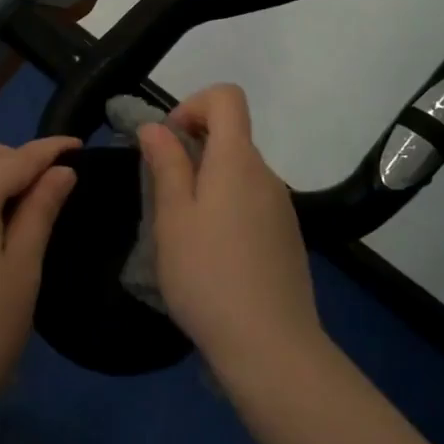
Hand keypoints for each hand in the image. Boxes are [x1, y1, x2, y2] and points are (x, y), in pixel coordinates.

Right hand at [138, 85, 322, 378]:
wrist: (270, 346)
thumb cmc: (208, 275)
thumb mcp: (172, 218)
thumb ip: (166, 164)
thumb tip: (156, 126)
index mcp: (237, 160)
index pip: (227, 97)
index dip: (193, 104)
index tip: (169, 142)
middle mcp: (266, 174)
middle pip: (231, 137)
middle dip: (193, 151)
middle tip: (163, 197)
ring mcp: (282, 207)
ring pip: (239, 174)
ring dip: (208, 184)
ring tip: (183, 234)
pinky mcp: (287, 237)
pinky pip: (252, 203)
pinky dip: (227, 210)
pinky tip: (212, 257)